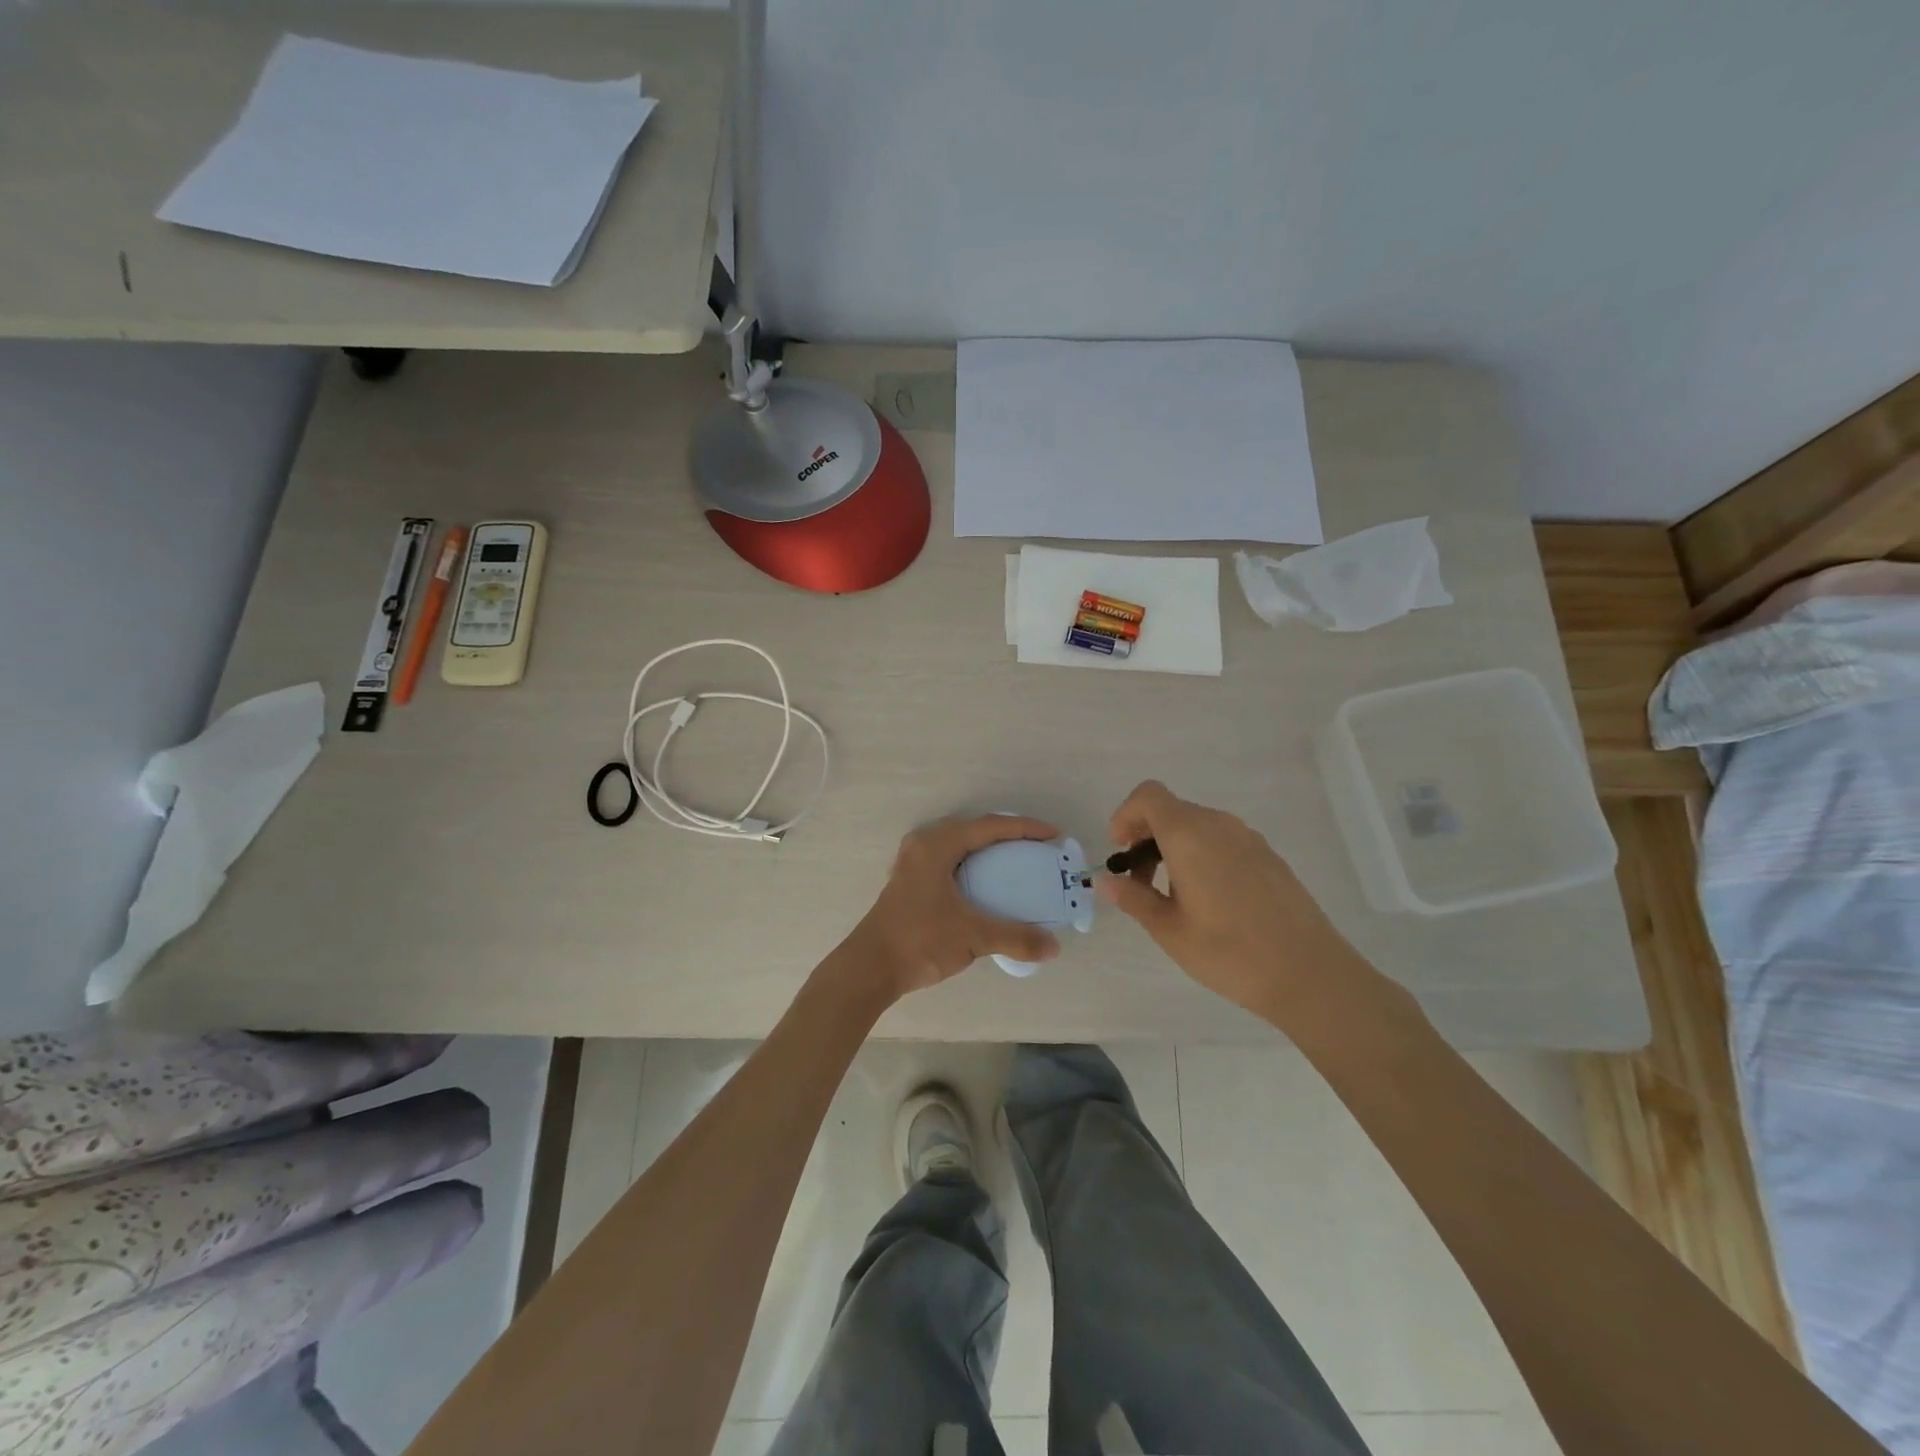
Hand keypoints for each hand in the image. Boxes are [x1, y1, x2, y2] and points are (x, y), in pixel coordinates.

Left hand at [846, 815, 1062, 1000]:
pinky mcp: (909, 881)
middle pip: (972, 828)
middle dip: (1005, 834)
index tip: (1052, 836)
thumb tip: (1054, 947)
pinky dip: (971, 863)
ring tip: (1013, 861)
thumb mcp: (973, 936)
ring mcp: (912, 862)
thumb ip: (1016, 937)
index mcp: (937, 845)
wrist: (870, 967)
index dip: (1024, 828)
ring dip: (986, 849)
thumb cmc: (920, 940)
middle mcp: (923, 845)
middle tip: (1034, 847)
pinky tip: (983, 884)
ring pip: (957, 844)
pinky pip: (948, 859)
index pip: (989, 826)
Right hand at [1099, 780, 1361, 1021]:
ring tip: (1172, 895)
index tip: (1119, 851)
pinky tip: (1209, 900)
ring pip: (1197, 825)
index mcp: (1189, 835)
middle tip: (1139, 882)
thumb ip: (1134, 899)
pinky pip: (1222, 840)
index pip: (1148, 796)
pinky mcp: (1268, 856)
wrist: (1310, 974)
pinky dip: (1201, 855)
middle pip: (1171, 810)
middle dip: (1145, 836)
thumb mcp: (1169, 930)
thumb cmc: (1229, 952)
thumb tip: (1108, 881)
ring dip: (1173, 847)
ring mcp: (1248, 838)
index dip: (1125, 815)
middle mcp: (1219, 825)